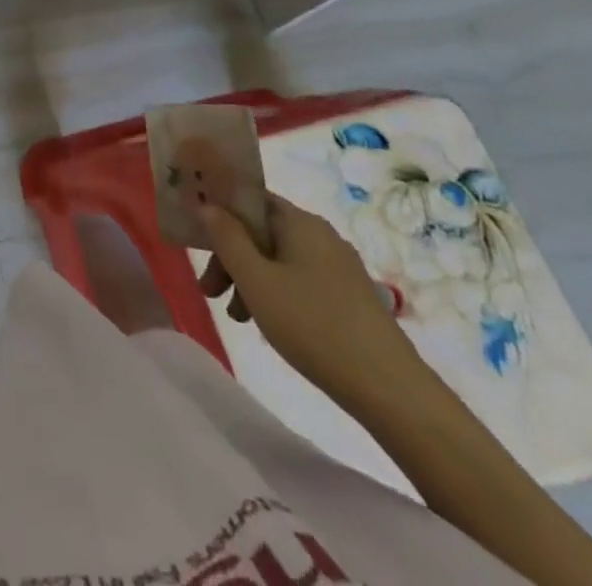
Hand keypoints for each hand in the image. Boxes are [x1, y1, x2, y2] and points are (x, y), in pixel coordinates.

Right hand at [193, 189, 426, 412]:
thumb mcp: (256, 281)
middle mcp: (321, 235)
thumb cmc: (314, 326)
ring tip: (237, 317)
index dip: (218, 214)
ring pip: (277, 259)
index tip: (197, 241)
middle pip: (261, 232)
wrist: (393, 393)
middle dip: (229, 256)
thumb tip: (206, 205)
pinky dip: (275, 294)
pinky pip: (299, 280)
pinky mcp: (350, 297)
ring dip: (249, 280)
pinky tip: (268, 324)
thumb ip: (226, 238)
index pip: (249, 199)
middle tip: (210, 291)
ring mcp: (339, 267)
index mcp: (300, 222)